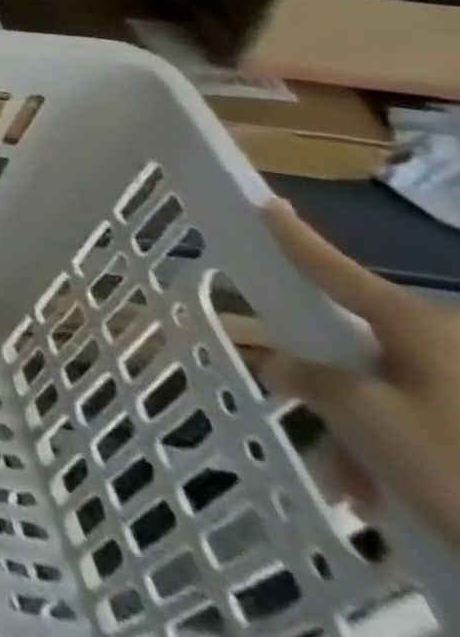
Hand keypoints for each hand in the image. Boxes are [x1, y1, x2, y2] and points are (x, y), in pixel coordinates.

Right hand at [261, 200, 459, 550]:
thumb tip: (286, 365)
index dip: (294, 237)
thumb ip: (312, 380)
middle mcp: (454, 342)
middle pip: (367, 349)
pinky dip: (411, 456)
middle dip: (336, 393)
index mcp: (419, 324)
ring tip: (363, 492)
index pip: (335, 269)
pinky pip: (438, 424)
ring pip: (402, 395)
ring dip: (371, 437)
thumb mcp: (365, 418)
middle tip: (318, 435)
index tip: (267, 204)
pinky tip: (402, 502)